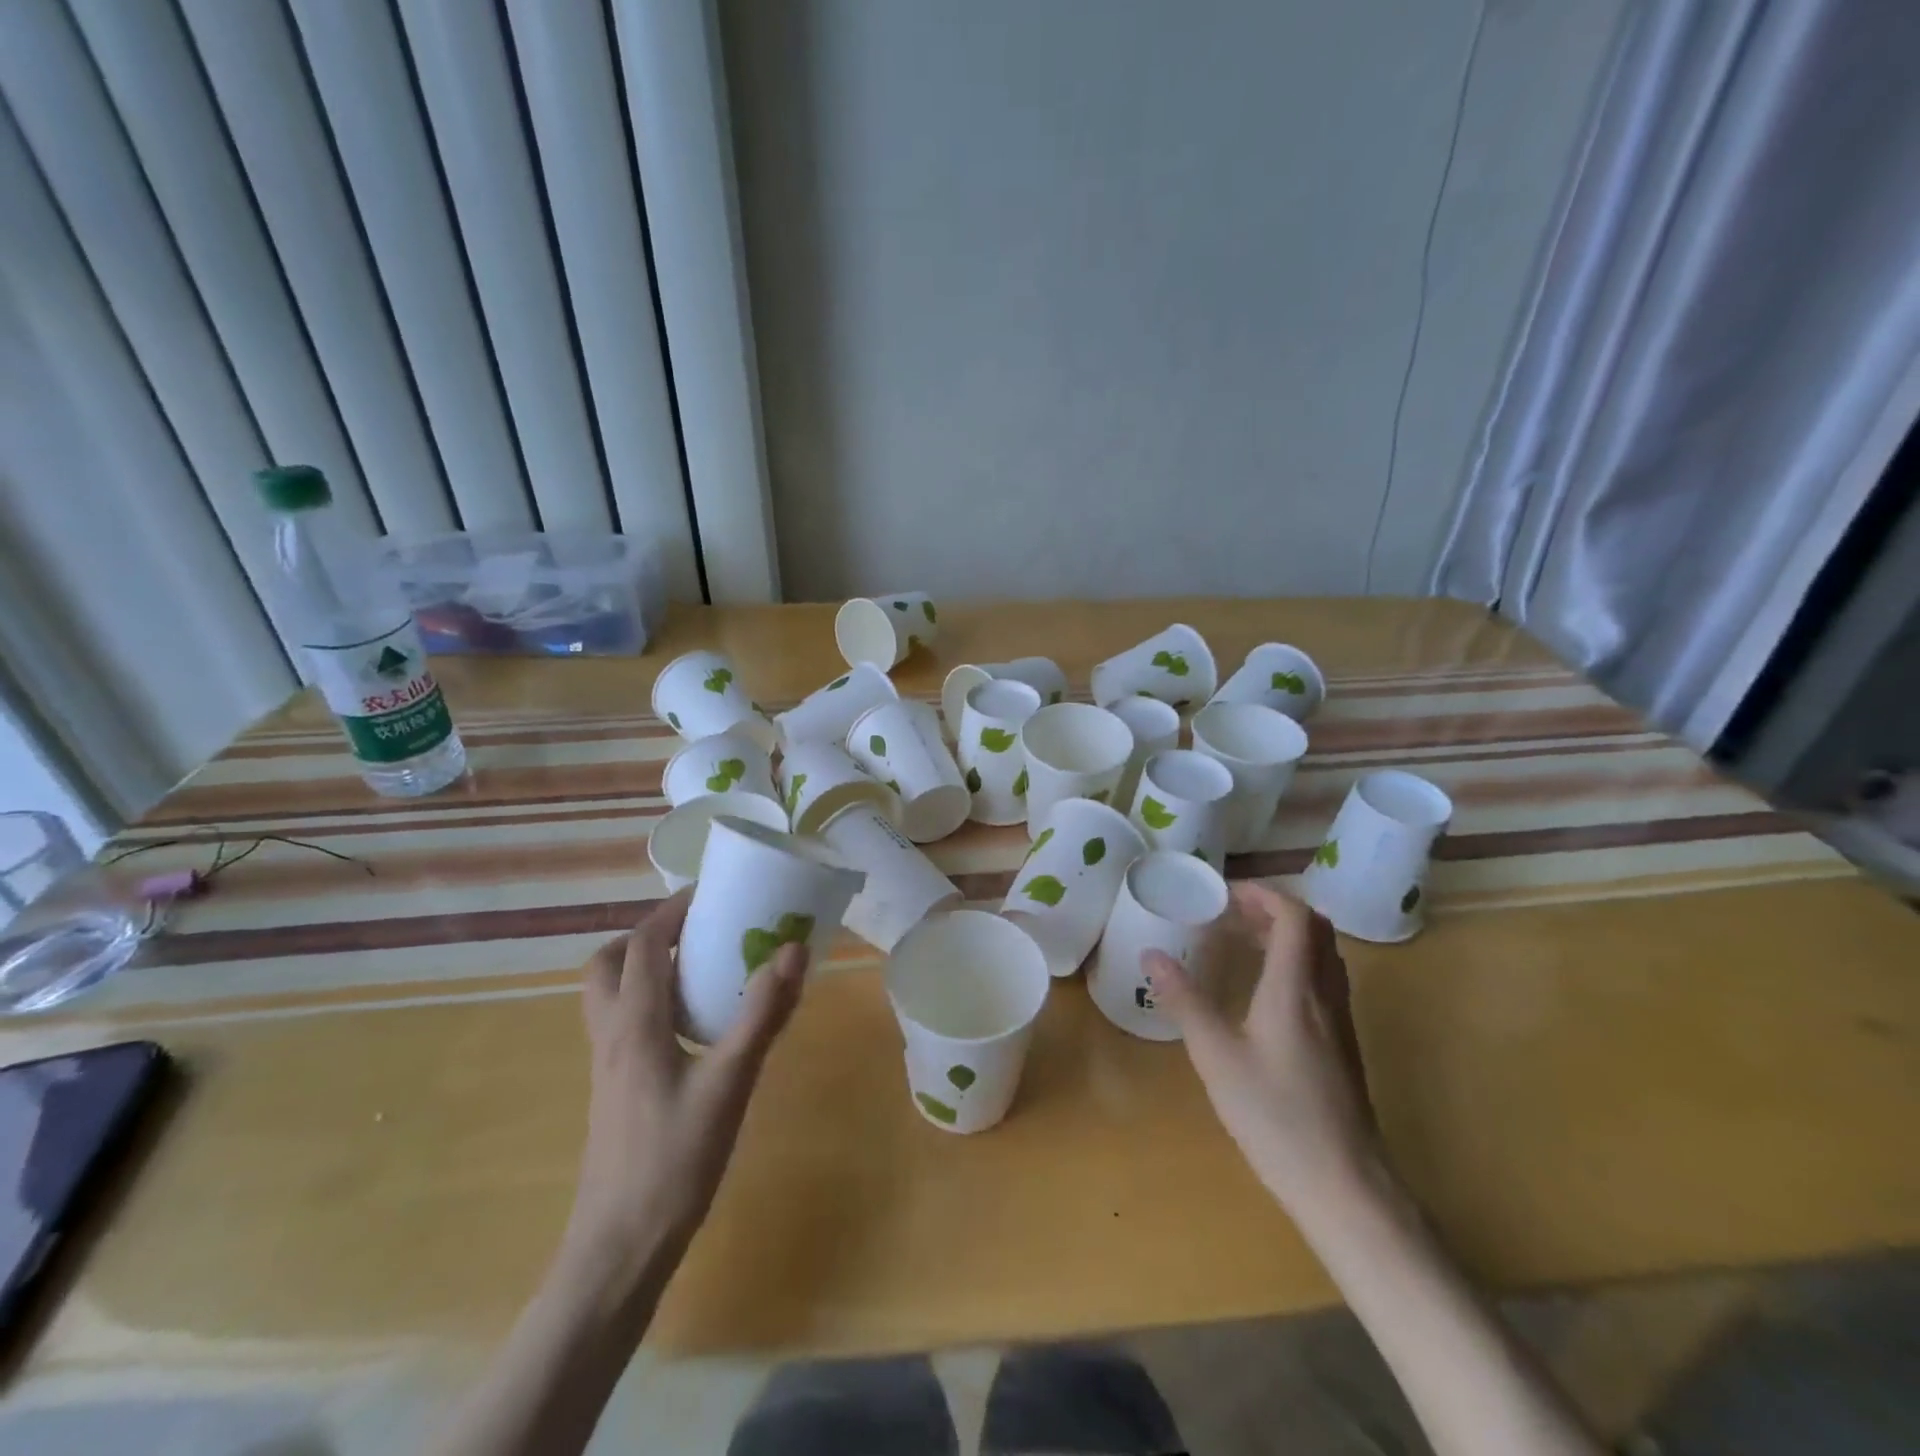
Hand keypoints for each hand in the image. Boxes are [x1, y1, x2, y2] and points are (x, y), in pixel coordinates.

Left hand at [564, 889, 806, 1272]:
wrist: (618, 1249)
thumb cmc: (674, 1162)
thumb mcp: (729, 1084)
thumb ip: (761, 1014)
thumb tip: (792, 950)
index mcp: (634, 1023)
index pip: (644, 943)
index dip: (673, 910)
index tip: (712, 894)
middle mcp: (610, 1034)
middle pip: (610, 962)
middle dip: (649, 935)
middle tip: (698, 932)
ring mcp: (605, 1064)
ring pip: (608, 993)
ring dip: (643, 967)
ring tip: (697, 971)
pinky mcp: (611, 1088)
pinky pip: (620, 1022)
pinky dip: (647, 1001)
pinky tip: (690, 1027)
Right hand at [1147, 880, 1381, 1211]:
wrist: (1344, 1185)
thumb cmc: (1275, 1116)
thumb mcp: (1216, 1056)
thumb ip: (1184, 1000)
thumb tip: (1151, 955)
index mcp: (1296, 988)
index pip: (1294, 917)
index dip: (1263, 895)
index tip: (1225, 894)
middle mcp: (1325, 994)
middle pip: (1315, 929)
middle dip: (1273, 910)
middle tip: (1231, 914)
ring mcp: (1340, 1021)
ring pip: (1323, 954)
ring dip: (1287, 935)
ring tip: (1244, 942)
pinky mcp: (1343, 1045)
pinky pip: (1325, 980)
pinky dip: (1297, 963)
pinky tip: (1266, 991)